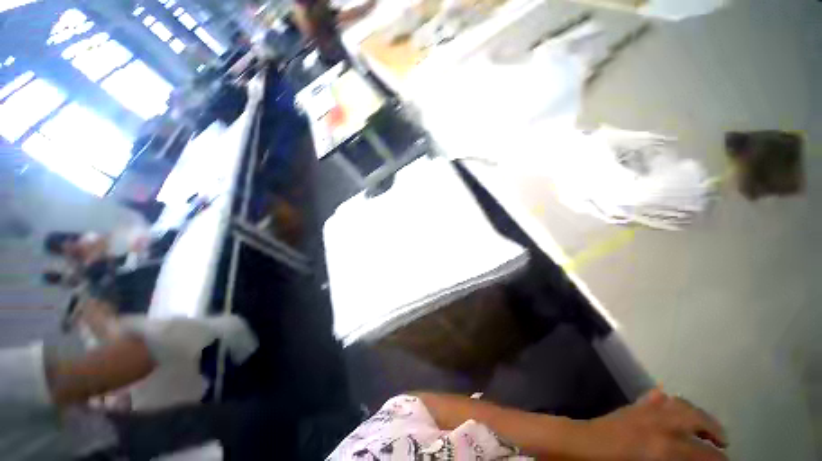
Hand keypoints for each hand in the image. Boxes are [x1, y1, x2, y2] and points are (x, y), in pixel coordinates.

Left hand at [579, 389, 727, 460]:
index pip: (703, 454)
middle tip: (723, 442)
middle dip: (714, 429)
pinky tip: (674, 408)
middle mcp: (660, 424)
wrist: (582, 445)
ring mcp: (645, 410)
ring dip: (696, 413)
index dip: (718, 459)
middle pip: (696, 419)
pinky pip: (656, 398)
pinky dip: (670, 402)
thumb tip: (691, 459)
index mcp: (665, 447)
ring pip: (680, 404)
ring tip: (704, 425)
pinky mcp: (633, 406)